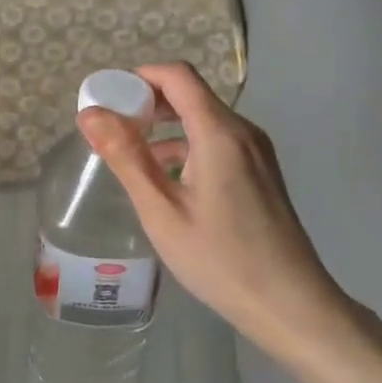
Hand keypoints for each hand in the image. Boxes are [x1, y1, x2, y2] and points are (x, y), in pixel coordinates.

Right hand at [77, 63, 350, 357]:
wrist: (292, 307)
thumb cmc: (221, 259)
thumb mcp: (162, 210)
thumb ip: (126, 156)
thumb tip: (89, 113)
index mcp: (220, 132)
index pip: (177, 75)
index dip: (139, 77)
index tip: (107, 99)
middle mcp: (243, 131)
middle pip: (190, 93)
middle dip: (148, 102)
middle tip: (112, 128)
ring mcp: (257, 152)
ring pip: (204, 119)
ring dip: (166, 126)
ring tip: (131, 155)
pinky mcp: (261, 172)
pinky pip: (218, 141)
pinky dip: (187, 146)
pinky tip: (167, 179)